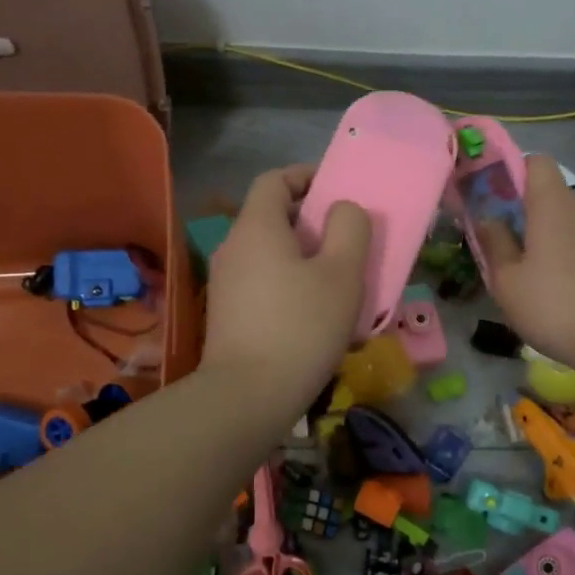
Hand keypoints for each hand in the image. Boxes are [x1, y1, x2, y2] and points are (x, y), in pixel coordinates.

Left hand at [200, 165, 370, 413]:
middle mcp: (233, 247)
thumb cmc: (301, 326)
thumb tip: (342, 210)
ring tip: (337, 282)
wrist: (247, 398)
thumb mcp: (342, 273)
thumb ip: (349, 228)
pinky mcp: (227, 314)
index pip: (275, 180)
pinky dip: (289, 284)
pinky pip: (263, 283)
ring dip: (303, 257)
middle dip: (311, 222)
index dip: (306, 176)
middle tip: (347, 241)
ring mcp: (225, 283)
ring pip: (269, 253)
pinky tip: (313, 315)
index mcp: (257, 227)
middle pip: (272, 217)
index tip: (337, 191)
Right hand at [477, 154, 574, 379]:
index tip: (492, 198)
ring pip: (565, 220)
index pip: (535, 161)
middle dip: (522, 210)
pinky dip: (565, 254)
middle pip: (548, 193)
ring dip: (544, 236)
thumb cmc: (557, 306)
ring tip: (526, 273)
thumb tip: (488, 218)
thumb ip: (494, 243)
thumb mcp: (508, 281)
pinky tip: (556, 289)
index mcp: (553, 203)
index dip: (511, 172)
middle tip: (500, 243)